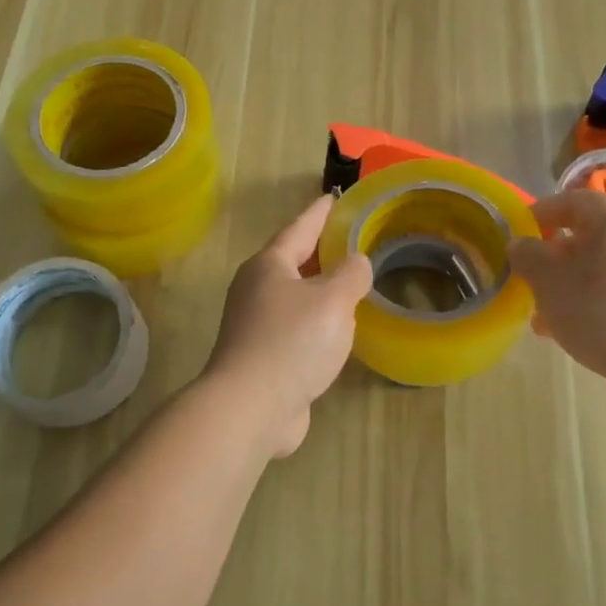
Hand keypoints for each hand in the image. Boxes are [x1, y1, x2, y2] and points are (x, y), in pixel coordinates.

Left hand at [203, 194, 373, 457]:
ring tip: (351, 282)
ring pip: (295, 295)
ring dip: (320, 288)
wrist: (250, 408)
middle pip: (294, 260)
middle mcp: (257, 289)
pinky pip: (297, 326)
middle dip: (321, 250)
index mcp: (269, 265)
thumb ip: (351, 274)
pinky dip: (318, 320)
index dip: (320, 212)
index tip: (335, 197)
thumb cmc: (291, 342)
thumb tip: (355, 263)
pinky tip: (338, 329)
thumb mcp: (332, 299)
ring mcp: (256, 324)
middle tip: (352, 238)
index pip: (300, 227)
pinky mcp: (263, 356)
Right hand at [509, 187, 605, 415]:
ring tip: (544, 316)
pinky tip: (573, 334)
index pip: (578, 200)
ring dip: (571, 286)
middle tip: (530, 276)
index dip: (545, 210)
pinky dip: (594, 305)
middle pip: (592, 238)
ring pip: (604, 271)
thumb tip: (520, 244)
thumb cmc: (601, 311)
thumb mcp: (549, 281)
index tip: (521, 227)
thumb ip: (528, 257)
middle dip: (556, 257)